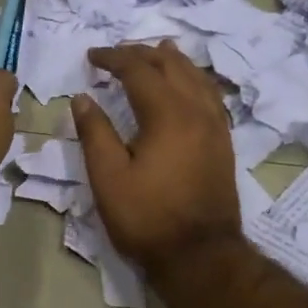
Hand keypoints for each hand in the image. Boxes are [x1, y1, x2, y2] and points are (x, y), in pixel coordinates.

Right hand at [73, 41, 240, 275]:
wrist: (200, 256)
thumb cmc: (147, 218)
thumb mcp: (108, 177)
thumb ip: (95, 132)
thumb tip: (83, 98)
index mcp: (168, 113)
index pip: (138, 70)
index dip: (113, 59)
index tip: (91, 57)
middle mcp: (197, 110)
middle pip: (172, 65)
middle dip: (142, 54)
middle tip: (117, 55)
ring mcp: (216, 126)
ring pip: (197, 77)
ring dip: (174, 62)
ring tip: (158, 52)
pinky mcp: (224, 143)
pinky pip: (210, 96)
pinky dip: (194, 81)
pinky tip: (188, 87)